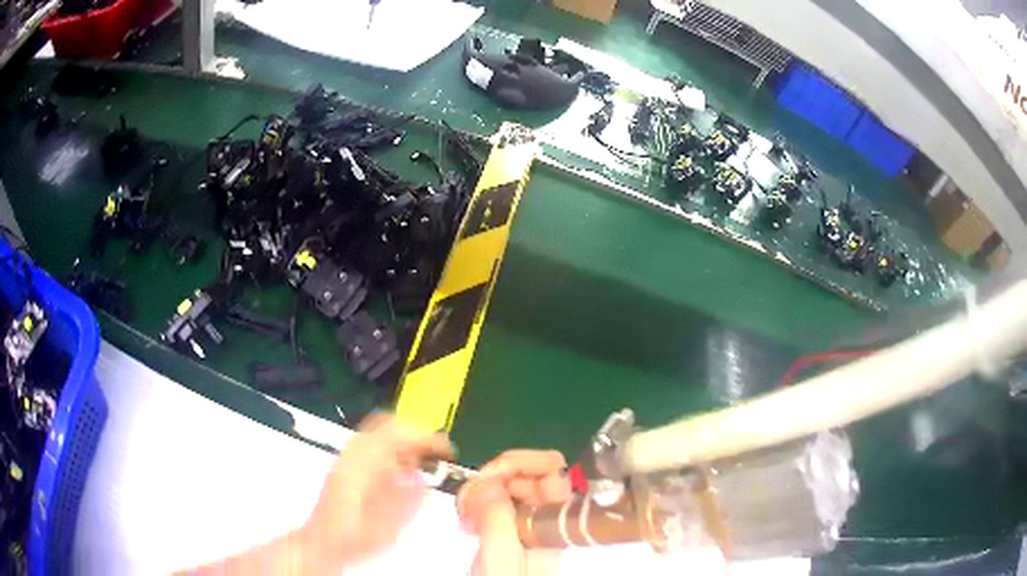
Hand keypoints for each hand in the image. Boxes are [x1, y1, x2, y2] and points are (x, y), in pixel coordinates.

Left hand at [302, 413, 452, 570]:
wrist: (323, 543)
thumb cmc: (352, 538)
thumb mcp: (389, 526)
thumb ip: (409, 499)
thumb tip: (425, 477)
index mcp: (363, 465)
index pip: (399, 433)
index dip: (427, 438)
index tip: (445, 450)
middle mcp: (352, 454)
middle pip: (388, 425)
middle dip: (417, 436)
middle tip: (435, 453)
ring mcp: (346, 457)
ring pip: (380, 432)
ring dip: (405, 442)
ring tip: (422, 461)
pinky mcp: (344, 464)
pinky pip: (371, 443)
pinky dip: (392, 449)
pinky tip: (401, 470)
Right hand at [457, 450, 570, 575]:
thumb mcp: (500, 557)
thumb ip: (497, 519)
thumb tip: (487, 479)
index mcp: (554, 521)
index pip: (552, 471)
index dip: (521, 465)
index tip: (488, 478)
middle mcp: (545, 517)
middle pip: (528, 475)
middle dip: (494, 478)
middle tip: (468, 499)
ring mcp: (527, 523)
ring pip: (509, 486)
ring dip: (481, 490)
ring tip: (464, 513)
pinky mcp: (509, 529)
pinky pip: (495, 503)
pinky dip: (477, 503)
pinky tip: (466, 520)